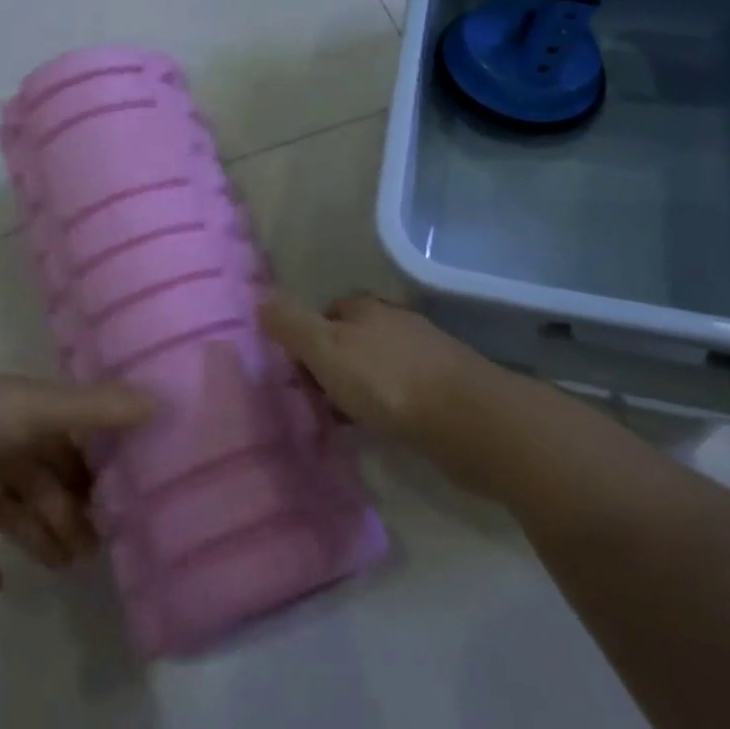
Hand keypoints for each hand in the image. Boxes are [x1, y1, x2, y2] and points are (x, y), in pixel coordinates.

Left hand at [0, 363, 153, 595]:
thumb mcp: (39, 409)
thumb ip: (97, 410)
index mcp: (31, 421)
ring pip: (15, 514)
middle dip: (72, 514)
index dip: (99, 473)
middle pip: (48, 485)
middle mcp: (5, 448)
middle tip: (98, 552)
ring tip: (65, 568)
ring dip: (39, 538)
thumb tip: (161, 403)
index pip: (75, 448)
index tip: (127, 504)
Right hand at [259, 292, 488, 443]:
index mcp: (367, 308)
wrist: (468, 420)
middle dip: (331, 364)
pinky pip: (400, 390)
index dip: (307, 337)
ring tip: (341, 421)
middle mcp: (395, 323)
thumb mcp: (327, 350)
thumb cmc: (387, 381)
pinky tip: (379, 428)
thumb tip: (261, 301)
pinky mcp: (444, 387)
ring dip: (357, 387)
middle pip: (352, 338)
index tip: (295, 372)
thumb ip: (292, 326)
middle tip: (313, 400)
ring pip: (376, 365)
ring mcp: (424, 355)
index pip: (328, 311)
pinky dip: (383, 405)